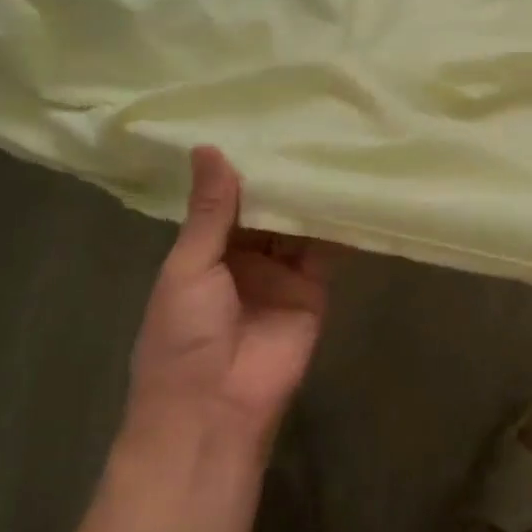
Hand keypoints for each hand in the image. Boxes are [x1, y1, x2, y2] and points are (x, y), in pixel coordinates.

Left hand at [126, 147, 330, 454]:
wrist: (215, 410)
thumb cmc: (183, 336)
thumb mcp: (188, 267)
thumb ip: (210, 211)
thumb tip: (209, 148)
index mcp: (204, 252)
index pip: (226, 199)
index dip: (241, 167)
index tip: (259, 121)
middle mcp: (244, 257)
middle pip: (266, 209)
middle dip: (280, 176)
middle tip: (303, 121)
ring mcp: (280, 272)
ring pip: (296, 224)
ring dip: (308, 194)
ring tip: (330, 142)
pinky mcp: (313, 287)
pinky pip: (325, 249)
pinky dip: (336, 223)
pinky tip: (348, 186)